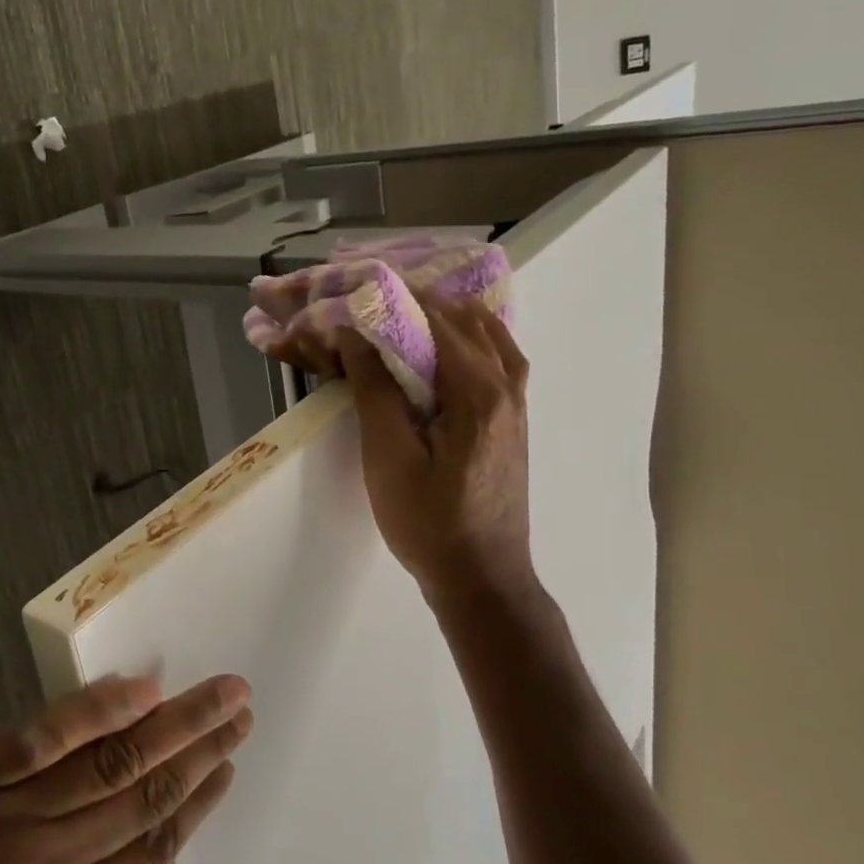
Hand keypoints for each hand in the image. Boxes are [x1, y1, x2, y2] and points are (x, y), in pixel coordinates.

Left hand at [0, 674, 251, 863]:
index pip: (145, 860)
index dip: (193, 810)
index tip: (226, 770)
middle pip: (141, 801)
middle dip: (200, 753)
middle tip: (241, 711)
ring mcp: (2, 818)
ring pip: (109, 764)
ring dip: (171, 726)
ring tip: (215, 696)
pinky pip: (44, 737)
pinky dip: (97, 710)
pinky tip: (138, 689)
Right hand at [339, 295, 534, 600]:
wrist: (481, 577)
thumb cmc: (428, 521)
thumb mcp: (389, 457)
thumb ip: (374, 390)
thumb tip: (353, 333)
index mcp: (478, 392)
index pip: (433, 319)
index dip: (388, 296)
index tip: (348, 285)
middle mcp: (506, 385)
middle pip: (462, 317)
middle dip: (411, 296)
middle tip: (363, 291)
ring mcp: (515, 401)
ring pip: (484, 330)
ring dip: (441, 309)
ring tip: (396, 303)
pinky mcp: (511, 416)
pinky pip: (493, 352)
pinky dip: (465, 331)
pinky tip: (440, 336)